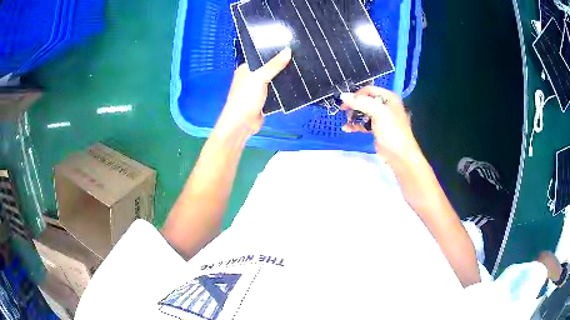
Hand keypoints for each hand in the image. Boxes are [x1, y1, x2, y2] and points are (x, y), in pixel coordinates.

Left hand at [215, 48, 291, 137]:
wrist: (242, 124)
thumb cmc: (245, 99)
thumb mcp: (260, 78)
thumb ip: (274, 65)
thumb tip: (288, 51)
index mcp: (246, 69)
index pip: (261, 57)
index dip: (274, 53)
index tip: (289, 48)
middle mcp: (251, 78)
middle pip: (269, 68)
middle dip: (281, 66)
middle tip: (298, 59)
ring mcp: (257, 90)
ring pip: (274, 81)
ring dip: (283, 79)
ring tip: (300, 69)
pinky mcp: (264, 100)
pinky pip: (276, 92)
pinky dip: (283, 90)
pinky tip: (295, 85)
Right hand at [340, 86, 420, 164]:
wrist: (400, 156)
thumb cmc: (392, 132)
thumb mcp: (379, 113)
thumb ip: (361, 102)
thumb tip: (343, 95)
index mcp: (389, 98)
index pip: (369, 90)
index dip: (357, 94)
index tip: (346, 102)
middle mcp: (385, 106)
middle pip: (365, 101)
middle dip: (354, 105)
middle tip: (344, 111)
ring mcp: (381, 119)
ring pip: (363, 112)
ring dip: (353, 115)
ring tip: (346, 121)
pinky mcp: (377, 130)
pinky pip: (363, 124)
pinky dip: (355, 125)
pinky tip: (347, 128)